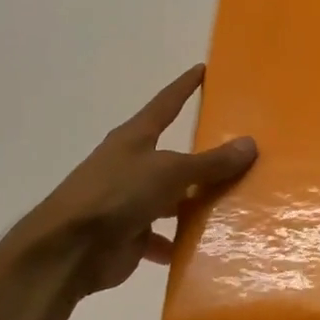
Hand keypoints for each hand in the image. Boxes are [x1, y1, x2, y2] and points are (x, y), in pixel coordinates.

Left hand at [0, 64, 256, 296]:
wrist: (69, 250)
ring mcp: (130, 201)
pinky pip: (164, 237)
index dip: (184, 87)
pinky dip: (181, 242)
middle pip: (175, 157)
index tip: (202, 69)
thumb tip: (250, 144)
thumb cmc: (117, 195)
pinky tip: (209, 247)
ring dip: (196, 204)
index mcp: (135, 138)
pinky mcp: (130, 235)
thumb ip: (210, 162)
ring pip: (172, 199)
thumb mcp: (169, 172)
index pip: (166, 104)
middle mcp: (132, 165)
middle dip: (203, 158)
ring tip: (236, 205)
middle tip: (242, 153)